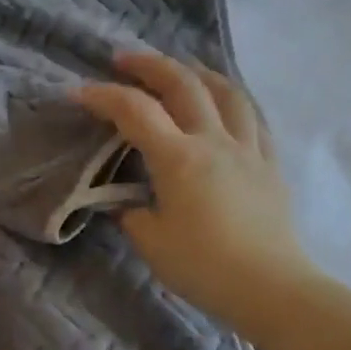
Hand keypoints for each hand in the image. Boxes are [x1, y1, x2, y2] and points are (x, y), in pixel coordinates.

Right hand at [75, 52, 320, 326]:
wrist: (272, 289)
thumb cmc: (204, 267)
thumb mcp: (151, 242)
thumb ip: (131, 212)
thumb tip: (128, 202)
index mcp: (179, 158)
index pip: (134, 111)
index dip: (103, 96)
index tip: (77, 93)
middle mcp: (214, 141)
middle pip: (182, 84)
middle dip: (148, 65)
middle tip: (122, 60)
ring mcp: (247, 148)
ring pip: (225, 91)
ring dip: (196, 72)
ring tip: (179, 69)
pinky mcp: (269, 163)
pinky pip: (252, 117)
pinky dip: (231, 99)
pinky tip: (223, 103)